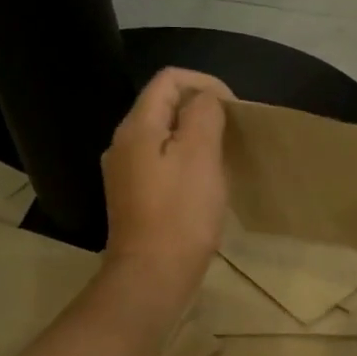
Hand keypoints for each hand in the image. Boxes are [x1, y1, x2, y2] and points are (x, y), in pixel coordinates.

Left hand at [101, 68, 234, 296]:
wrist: (152, 277)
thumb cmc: (181, 213)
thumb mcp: (200, 154)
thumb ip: (203, 114)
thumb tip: (206, 99)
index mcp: (137, 127)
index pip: (169, 79)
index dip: (205, 83)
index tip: (233, 109)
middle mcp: (123, 143)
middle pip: (164, 106)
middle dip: (202, 110)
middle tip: (232, 133)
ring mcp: (125, 172)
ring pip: (164, 136)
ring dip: (196, 137)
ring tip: (223, 157)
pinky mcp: (133, 197)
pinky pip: (162, 163)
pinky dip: (186, 161)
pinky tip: (205, 184)